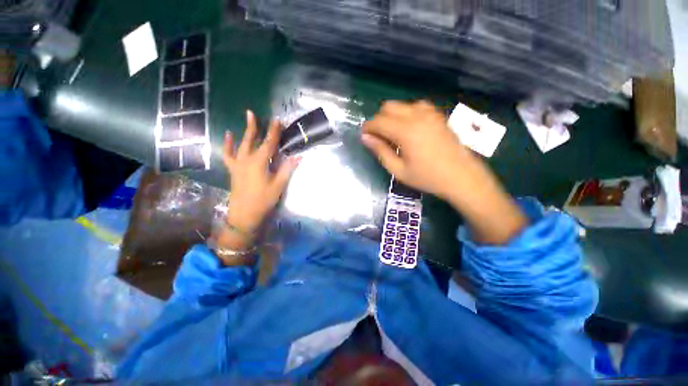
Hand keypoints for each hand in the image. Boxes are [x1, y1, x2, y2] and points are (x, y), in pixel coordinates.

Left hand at [221, 111, 299, 246]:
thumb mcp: (278, 186)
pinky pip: (228, 155)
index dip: (274, 132)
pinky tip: (228, 136)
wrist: (244, 214)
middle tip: (255, 114)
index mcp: (259, 163)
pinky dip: (228, 145)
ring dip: (244, 132)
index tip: (278, 121)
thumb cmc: (263, 200)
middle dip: (256, 127)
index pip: (268, 144)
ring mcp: (238, 164)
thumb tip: (298, 157)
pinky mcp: (233, 170)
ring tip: (246, 119)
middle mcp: (246, 160)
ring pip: (241, 144)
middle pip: (252, 140)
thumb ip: (287, 169)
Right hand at [362, 100, 527, 244]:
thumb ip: (380, 151)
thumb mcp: (398, 170)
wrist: (462, 177)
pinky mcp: (438, 115)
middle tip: (379, 137)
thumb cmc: (427, 178)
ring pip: (402, 105)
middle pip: (388, 106)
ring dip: (392, 116)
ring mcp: (430, 113)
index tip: (364, 136)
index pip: (378, 121)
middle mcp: (417, 116)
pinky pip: (416, 106)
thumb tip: (365, 138)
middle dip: (379, 120)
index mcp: (405, 131)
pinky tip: (409, 129)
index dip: (368, 127)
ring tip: (394, 134)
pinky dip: (407, 114)